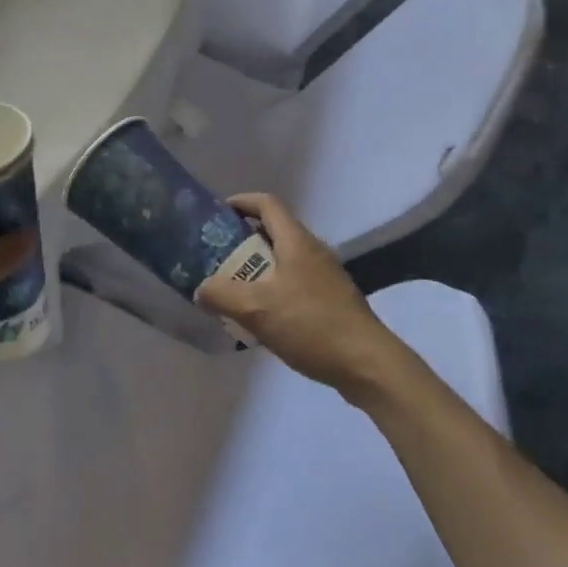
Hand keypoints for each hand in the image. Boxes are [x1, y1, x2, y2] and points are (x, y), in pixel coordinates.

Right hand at [195, 193, 403, 399]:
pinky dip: (272, 289)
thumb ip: (221, 295)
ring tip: (232, 289)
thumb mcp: (256, 309)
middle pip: (273, 231)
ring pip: (283, 260)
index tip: (215, 214)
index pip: (266, 204)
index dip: (240, 202)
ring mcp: (325, 276)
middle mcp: (313, 251)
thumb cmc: (311, 325)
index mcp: (296, 241)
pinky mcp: (331, 300)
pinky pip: (294, 283)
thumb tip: (201, 290)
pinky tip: (261, 316)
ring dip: (256, 268)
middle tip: (216, 258)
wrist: (366, 364)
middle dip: (242, 241)